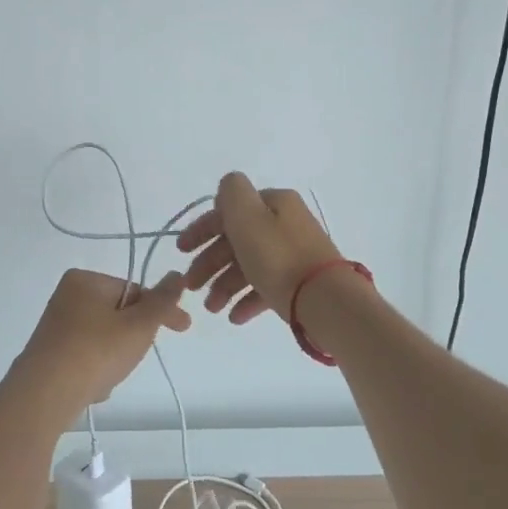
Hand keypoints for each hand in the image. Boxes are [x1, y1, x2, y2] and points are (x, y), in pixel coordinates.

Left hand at [13, 267, 190, 411]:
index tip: (183, 328)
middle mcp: (66, 297)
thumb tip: (177, 275)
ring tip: (110, 376)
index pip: (135, 290)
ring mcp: (56, 327)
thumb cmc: (96, 351)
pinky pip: (86, 357)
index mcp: (85, 280)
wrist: (45, 395)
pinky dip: (95, 370)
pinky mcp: (49, 354)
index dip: (160, 310)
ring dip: (115, 357)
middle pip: (119, 315)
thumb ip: (162, 301)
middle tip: (135, 357)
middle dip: (133, 338)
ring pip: (104, 338)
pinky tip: (94, 386)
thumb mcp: (139, 324)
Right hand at [176, 173, 343, 324]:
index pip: (229, 211)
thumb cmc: (279, 258)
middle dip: (210, 263)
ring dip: (224, 285)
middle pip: (237, 240)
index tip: (180, 251)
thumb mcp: (247, 216)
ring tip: (212, 308)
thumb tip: (227, 191)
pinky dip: (247, 300)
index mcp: (274, 203)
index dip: (201, 229)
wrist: (327, 301)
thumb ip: (231, 193)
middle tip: (191, 285)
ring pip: (250, 265)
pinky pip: (267, 286)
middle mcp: (285, 224)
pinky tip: (234, 317)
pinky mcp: (301, 283)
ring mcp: (295, 254)